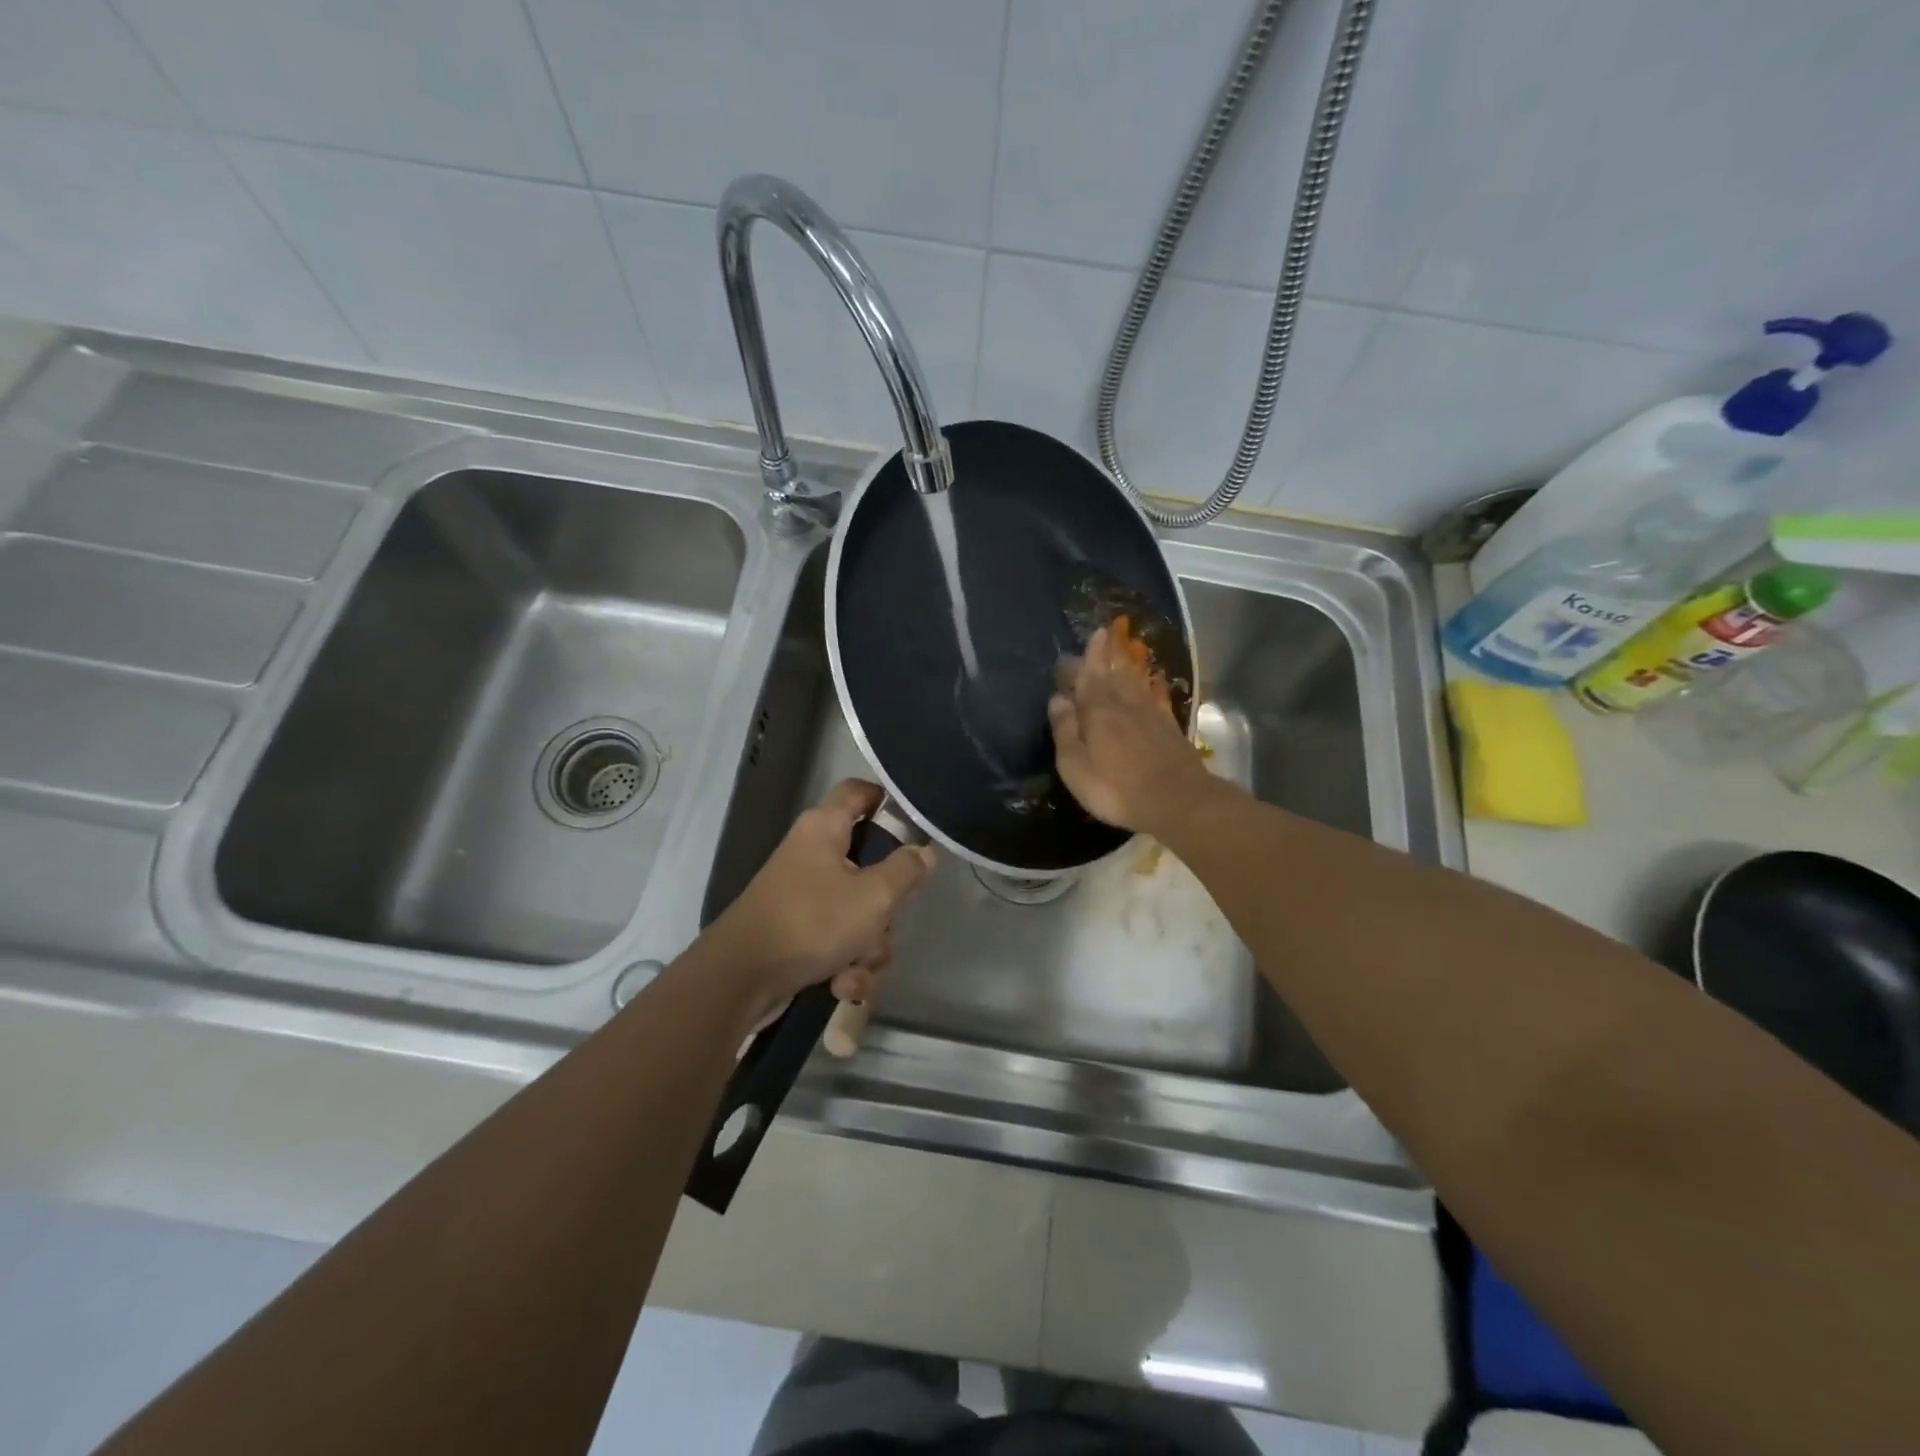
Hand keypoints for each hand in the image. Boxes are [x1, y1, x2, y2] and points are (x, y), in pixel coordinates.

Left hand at [708, 779, 935, 1019]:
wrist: (740, 980)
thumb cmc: (812, 922)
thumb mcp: (873, 896)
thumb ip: (906, 870)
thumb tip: (924, 851)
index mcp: (825, 828)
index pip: (860, 791)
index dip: (889, 799)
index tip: (917, 826)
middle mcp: (813, 854)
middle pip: (870, 865)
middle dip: (886, 907)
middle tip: (885, 920)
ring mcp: (804, 895)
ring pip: (860, 912)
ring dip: (868, 947)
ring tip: (855, 967)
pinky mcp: (799, 932)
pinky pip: (839, 942)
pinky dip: (846, 965)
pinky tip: (841, 986)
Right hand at [1049, 625, 1210, 833]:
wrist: (1177, 800)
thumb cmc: (1116, 788)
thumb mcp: (1075, 766)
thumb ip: (1065, 730)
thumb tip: (1057, 698)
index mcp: (1097, 712)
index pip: (1088, 677)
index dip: (1086, 659)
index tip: (1086, 637)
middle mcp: (1124, 704)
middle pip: (1113, 673)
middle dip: (1106, 654)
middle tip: (1103, 634)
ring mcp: (1151, 715)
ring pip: (1136, 681)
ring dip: (1128, 664)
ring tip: (1123, 650)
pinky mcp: (1170, 728)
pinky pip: (1158, 698)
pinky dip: (1153, 686)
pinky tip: (1154, 681)